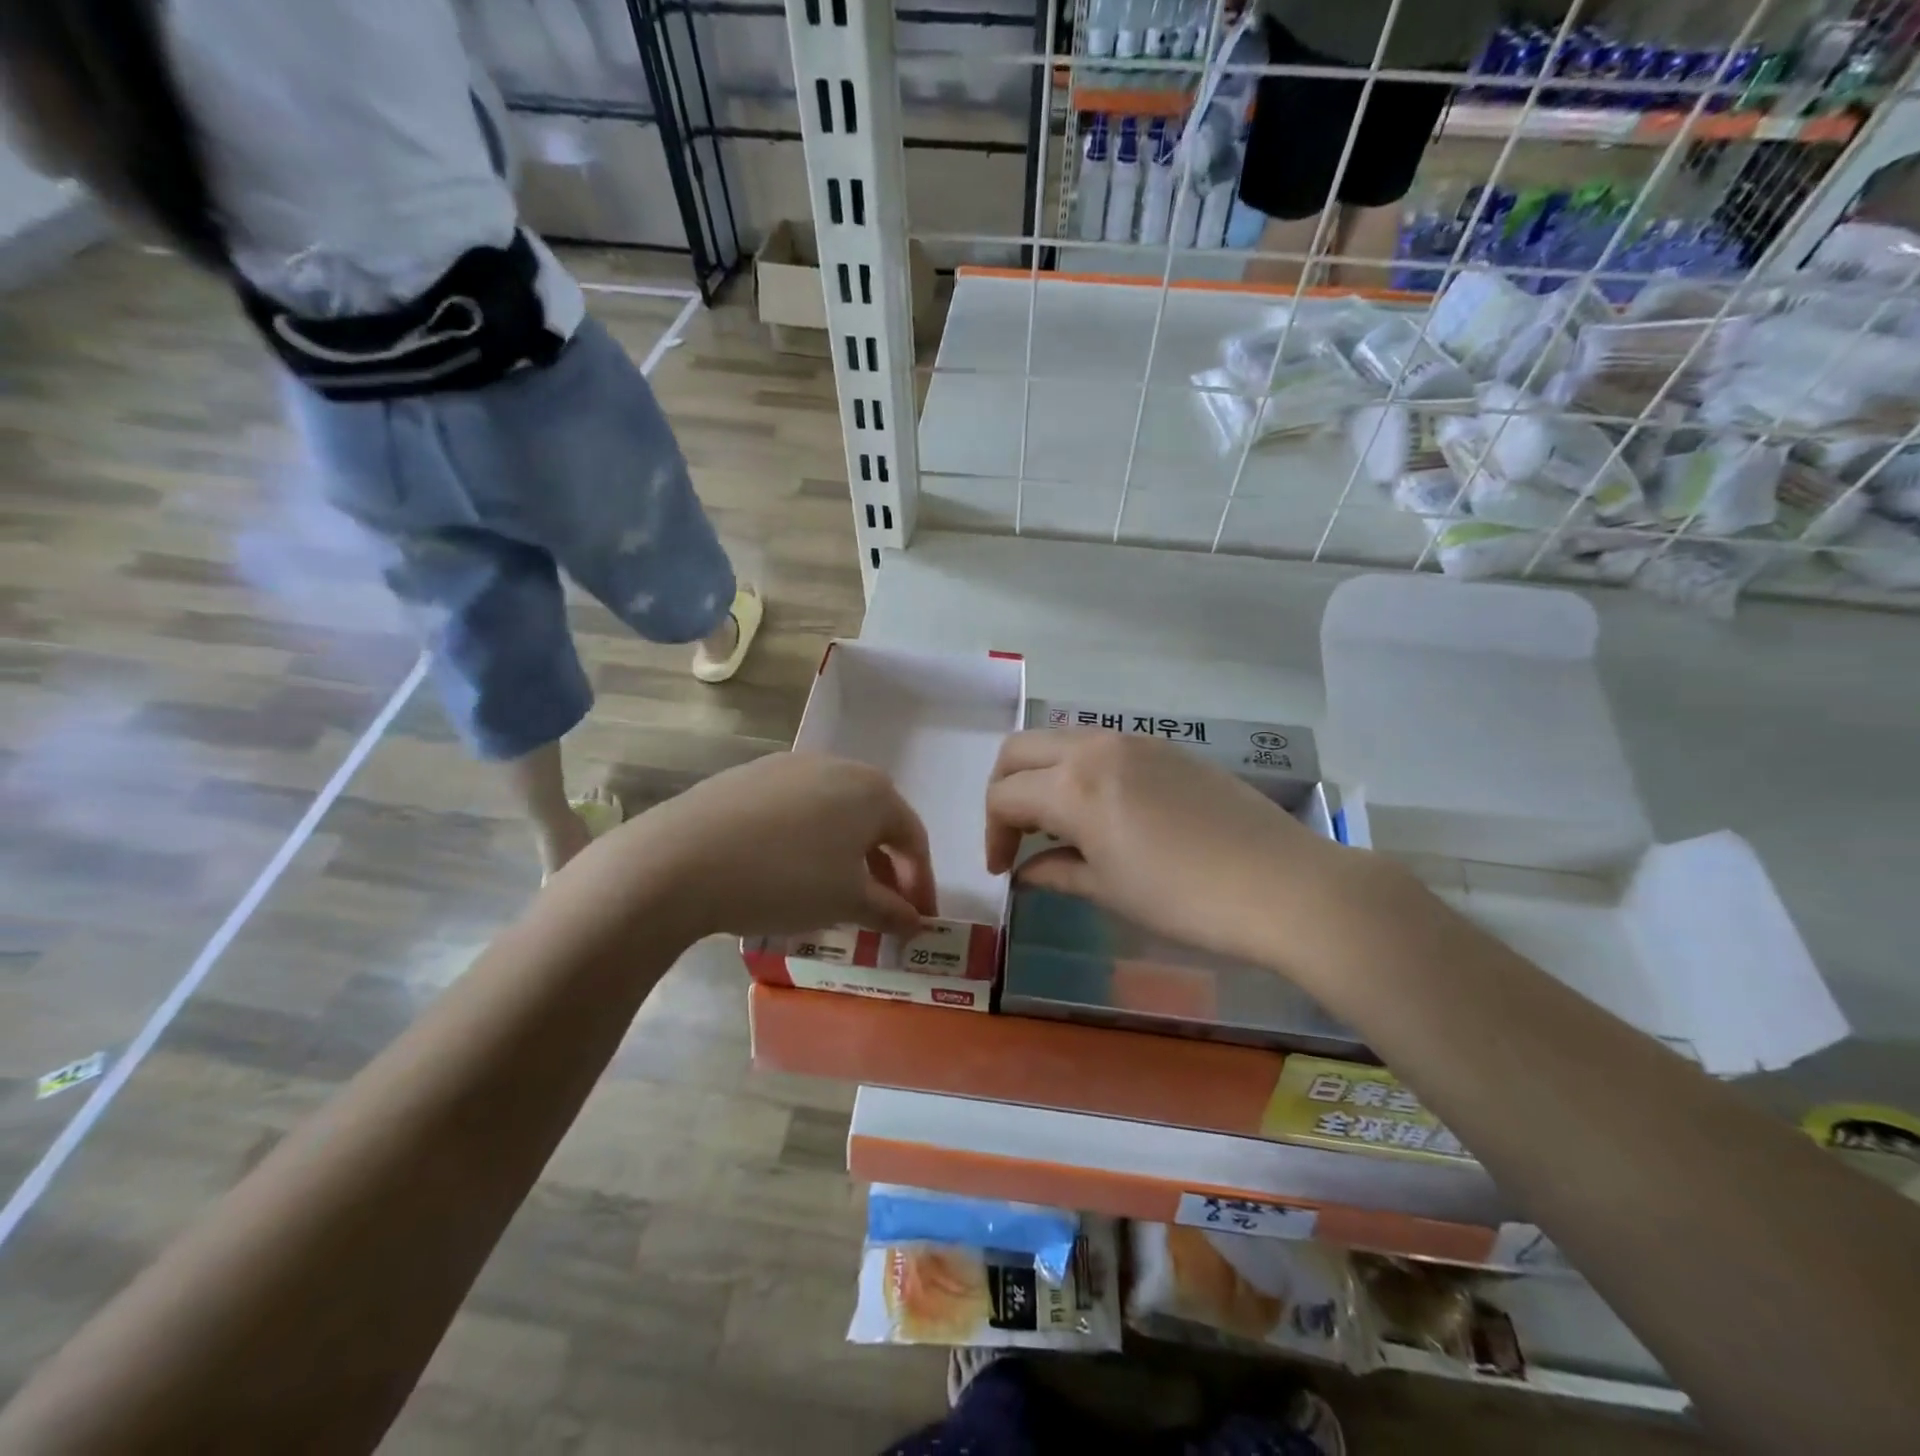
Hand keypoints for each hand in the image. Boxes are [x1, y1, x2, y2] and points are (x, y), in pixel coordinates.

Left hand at [571, 752, 936, 940]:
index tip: (917, 922)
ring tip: (833, 894)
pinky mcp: (750, 776)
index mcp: (873, 790)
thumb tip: (916, 922)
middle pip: (875, 822)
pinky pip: (796, 811)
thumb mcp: (847, 902)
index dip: (920, 885)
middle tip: (880, 911)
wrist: (682, 858)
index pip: (913, 839)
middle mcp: (838, 766)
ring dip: (845, 855)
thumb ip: (890, 911)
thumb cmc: (785, 879)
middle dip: (883, 869)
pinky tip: (786, 871)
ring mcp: (790, 766)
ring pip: (834, 815)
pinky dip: (807, 842)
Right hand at [986, 730, 1375, 973]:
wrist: (1281, 884)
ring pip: (1061, 741)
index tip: (1002, 870)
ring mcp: (1134, 741)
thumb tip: (1024, 870)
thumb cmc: (1184, 898)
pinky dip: (1080, 770)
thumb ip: (1056, 872)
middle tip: (1014, 834)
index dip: (992, 834)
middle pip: (1020, 750)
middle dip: (1004, 789)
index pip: (1004, 795)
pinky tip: (1103, 810)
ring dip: (1042, 775)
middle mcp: (1096, 748)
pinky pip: (1101, 746)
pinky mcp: (1166, 747)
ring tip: (1058, 825)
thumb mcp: (1109, 890)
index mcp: (1073, 785)